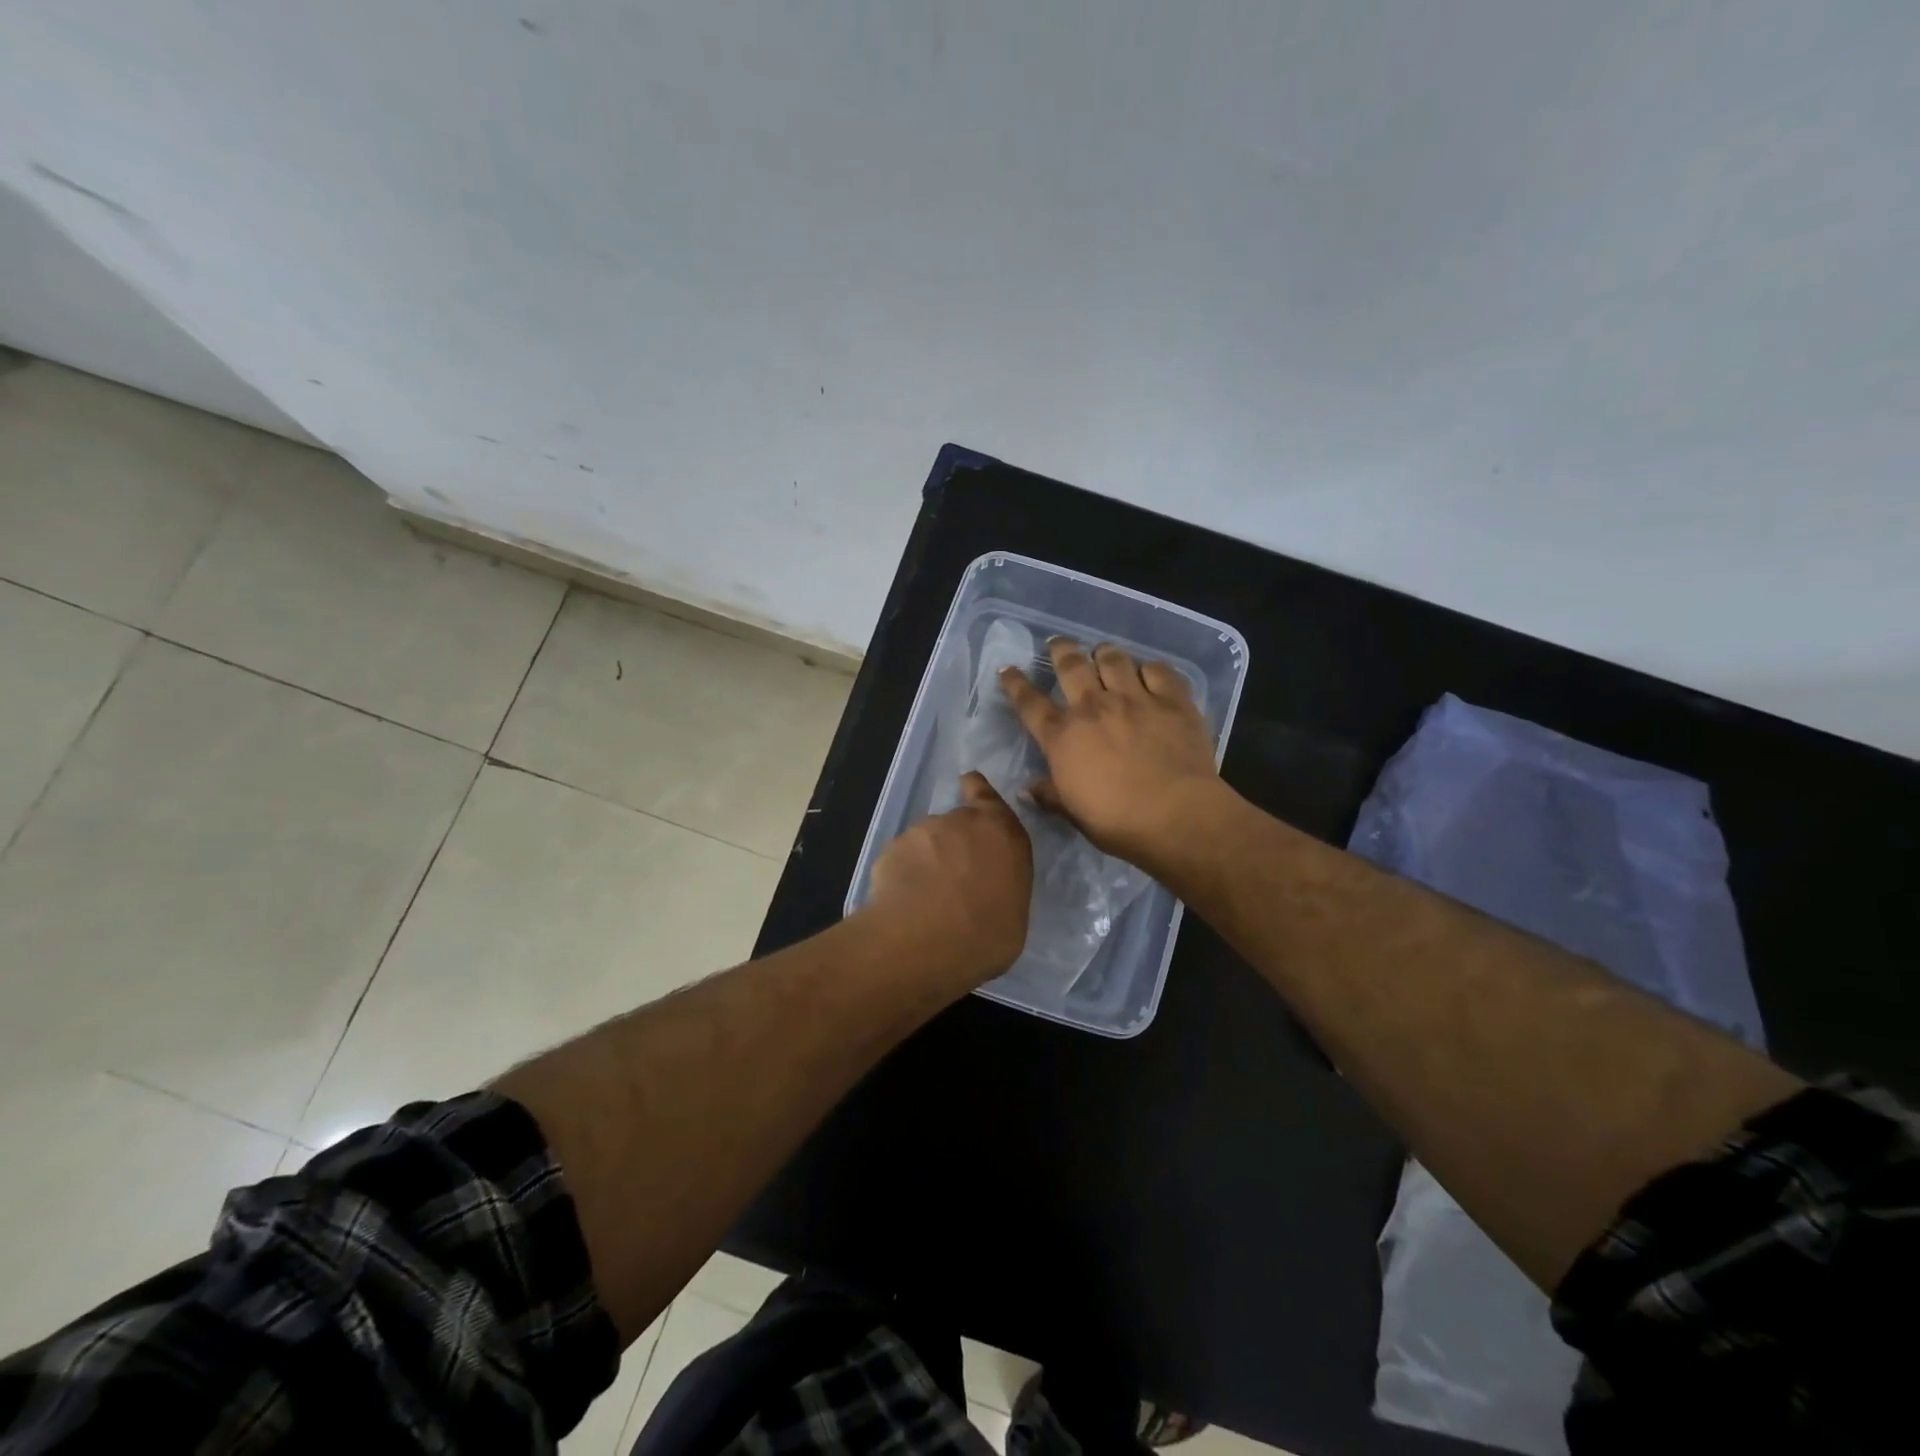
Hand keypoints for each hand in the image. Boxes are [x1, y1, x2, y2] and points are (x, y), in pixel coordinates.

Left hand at [863, 771, 1032, 986]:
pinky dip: (904, 874)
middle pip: (958, 823)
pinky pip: (902, 859)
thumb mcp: (1013, 915)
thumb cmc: (986, 936)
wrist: (924, 942)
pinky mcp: (892, 848)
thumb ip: (1001, 887)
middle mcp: (963, 821)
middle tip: (953, 880)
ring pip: (927, 841)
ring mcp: (924, 831)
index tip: (968, 785)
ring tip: (926, 899)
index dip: (977, 790)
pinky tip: (904, 902)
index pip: (988, 797)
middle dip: (954, 843)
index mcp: (1003, 833)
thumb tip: (989, 892)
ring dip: (928, 861)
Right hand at [999, 638, 1226, 874]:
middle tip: (1058, 643)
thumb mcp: (1073, 813)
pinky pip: (1158, 670)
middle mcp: (1093, 707)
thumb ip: (1050, 795)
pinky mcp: (1172, 700)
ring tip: (1102, 653)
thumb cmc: (1117, 822)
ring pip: (1113, 658)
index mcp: (1063, 737)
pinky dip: (1149, 668)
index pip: (1029, 703)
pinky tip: (1148, 672)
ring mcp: (1134, 699)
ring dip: (1103, 653)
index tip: (1007, 669)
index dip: (1015, 684)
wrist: (1176, 816)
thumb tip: (1026, 790)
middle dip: (1060, 649)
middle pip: (1071, 665)